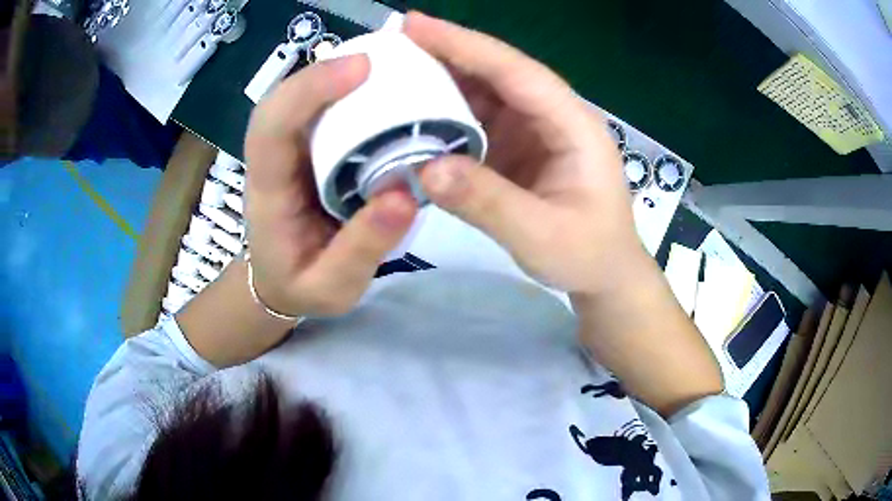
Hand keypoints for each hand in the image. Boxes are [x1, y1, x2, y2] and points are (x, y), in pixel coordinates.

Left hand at [244, 55, 417, 316]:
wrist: (278, 283)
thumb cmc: (300, 285)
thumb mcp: (333, 286)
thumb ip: (363, 248)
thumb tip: (406, 194)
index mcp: (269, 192)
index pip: (271, 127)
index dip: (308, 90)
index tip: (361, 69)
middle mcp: (273, 161)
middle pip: (284, 100)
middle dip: (327, 71)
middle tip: (387, 60)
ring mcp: (288, 152)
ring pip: (301, 100)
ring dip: (338, 76)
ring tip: (390, 68)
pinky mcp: (306, 150)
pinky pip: (321, 112)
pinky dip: (348, 93)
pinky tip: (380, 91)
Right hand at [404, 13, 650, 298]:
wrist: (604, 274)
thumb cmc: (587, 256)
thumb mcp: (541, 236)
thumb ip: (487, 202)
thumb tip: (425, 168)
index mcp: (573, 125)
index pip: (516, 71)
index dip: (465, 45)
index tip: (415, 25)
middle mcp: (553, 116)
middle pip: (498, 72)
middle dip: (448, 51)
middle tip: (393, 39)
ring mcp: (534, 130)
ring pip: (485, 92)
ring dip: (442, 79)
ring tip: (394, 70)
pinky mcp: (518, 146)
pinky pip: (478, 119)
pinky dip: (446, 112)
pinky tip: (415, 110)